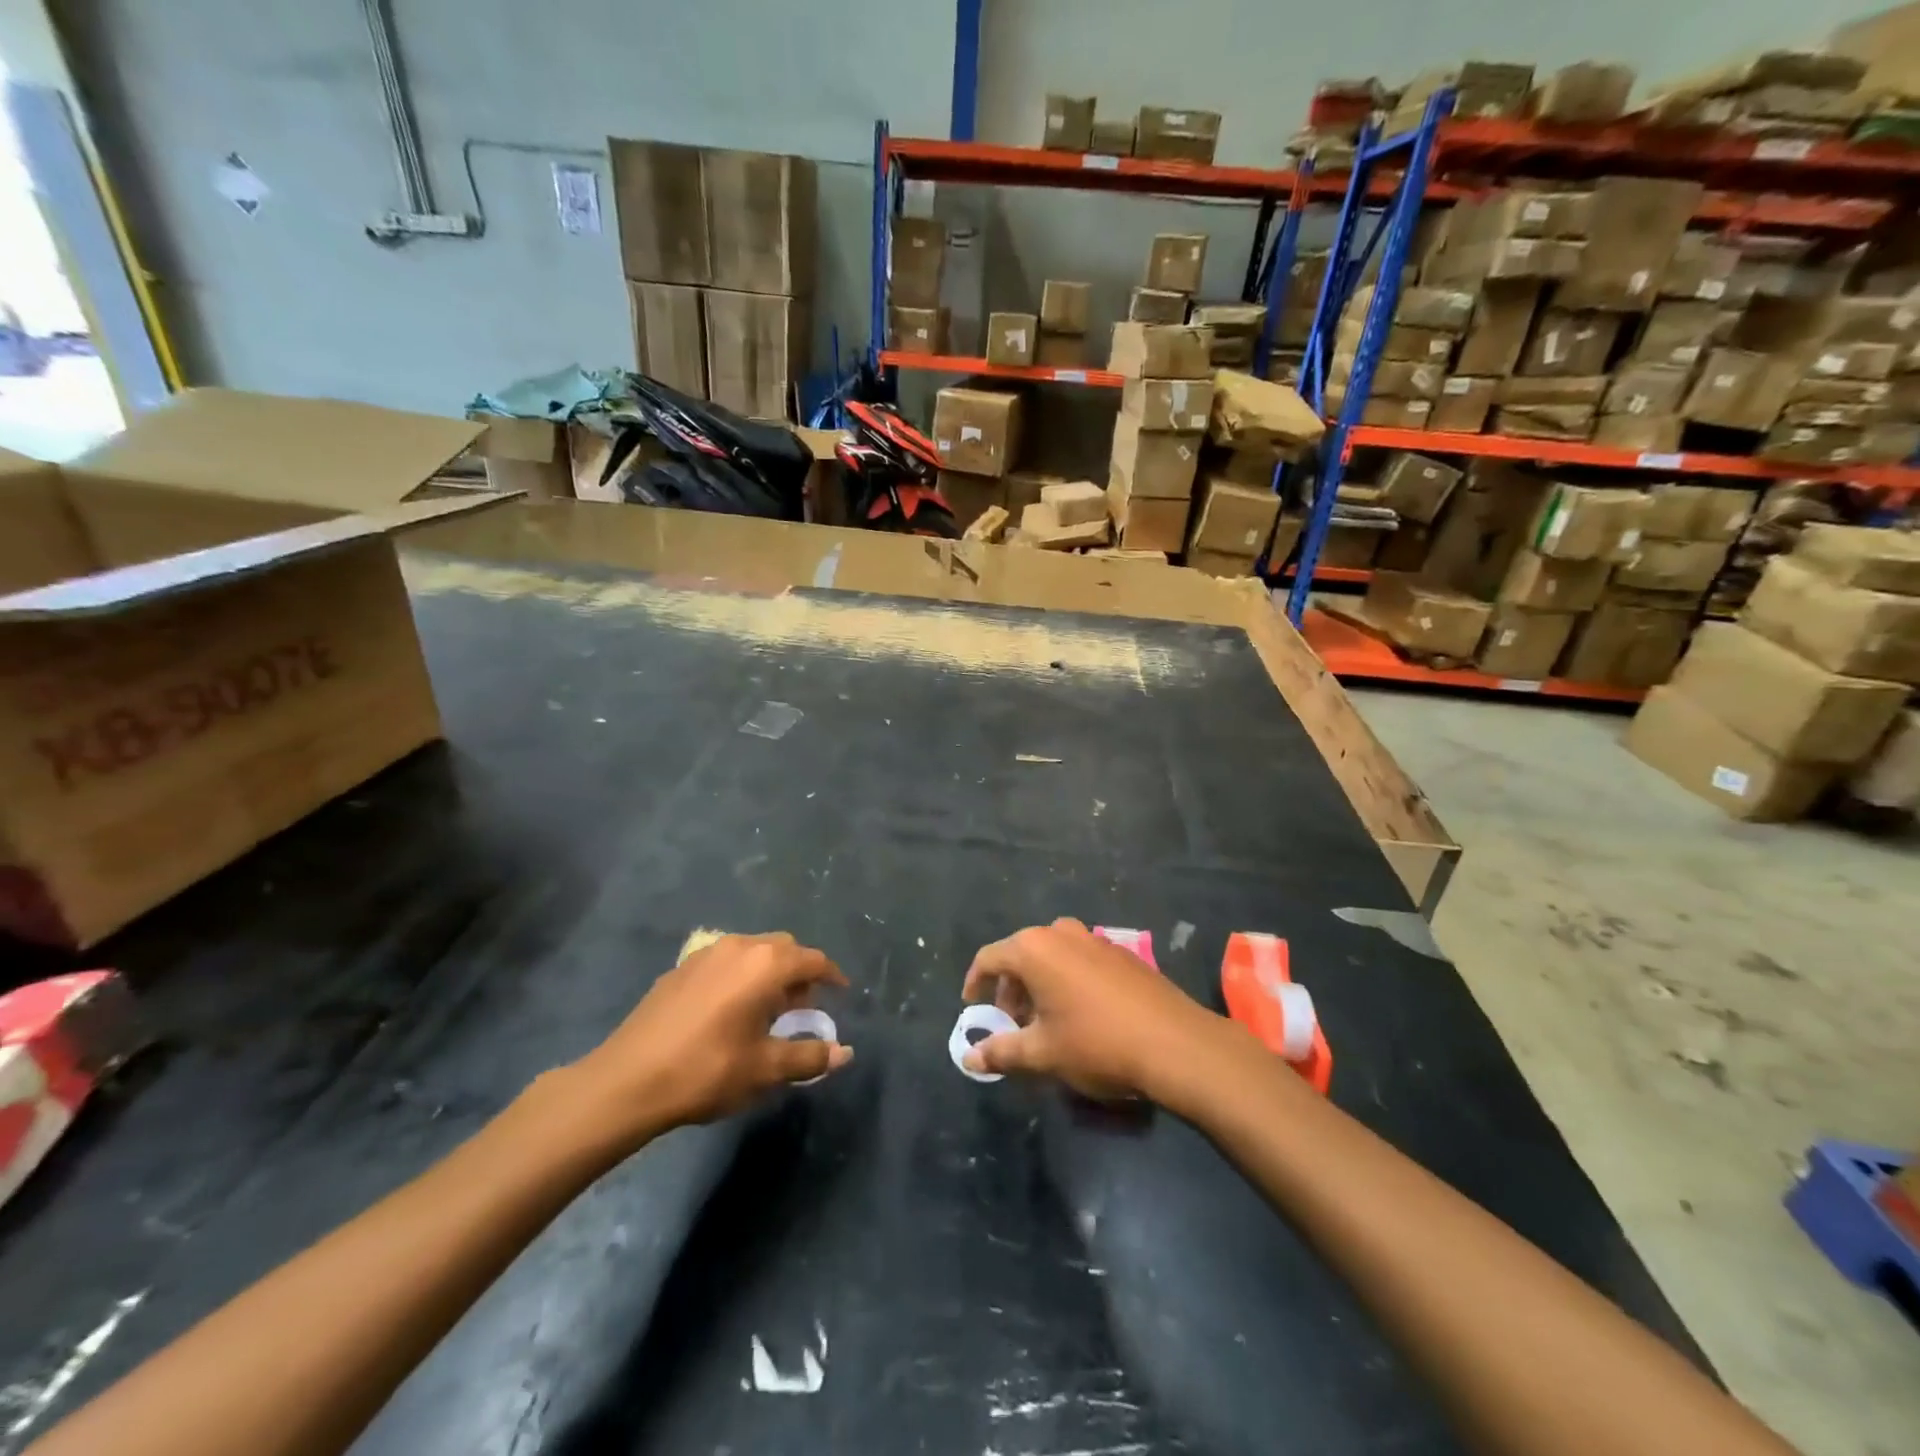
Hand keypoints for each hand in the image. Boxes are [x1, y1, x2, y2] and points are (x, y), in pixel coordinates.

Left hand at [569, 933, 850, 1145]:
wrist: (627, 1081)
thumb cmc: (707, 1071)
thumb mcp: (765, 1069)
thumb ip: (809, 1057)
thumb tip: (844, 1053)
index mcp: (766, 965)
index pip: (813, 960)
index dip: (831, 976)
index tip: (841, 993)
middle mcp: (740, 947)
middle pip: (783, 948)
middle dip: (799, 972)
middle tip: (802, 1007)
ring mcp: (706, 954)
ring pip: (753, 951)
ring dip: (769, 972)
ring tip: (766, 1010)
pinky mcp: (681, 968)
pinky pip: (725, 961)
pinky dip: (740, 976)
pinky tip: (729, 1010)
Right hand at [961, 919, 1227, 1100]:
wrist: (1175, 1044)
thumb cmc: (1097, 1044)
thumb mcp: (1042, 1053)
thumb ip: (1001, 1052)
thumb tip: (969, 1058)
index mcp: (1034, 949)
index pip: (989, 958)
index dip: (976, 983)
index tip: (974, 1008)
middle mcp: (1061, 933)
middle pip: (1021, 954)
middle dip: (1011, 988)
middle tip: (1011, 1024)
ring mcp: (1095, 939)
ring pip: (1052, 956)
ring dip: (1040, 984)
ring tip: (1044, 1021)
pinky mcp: (1121, 954)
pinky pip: (1080, 960)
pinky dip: (1067, 981)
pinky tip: (1080, 1016)